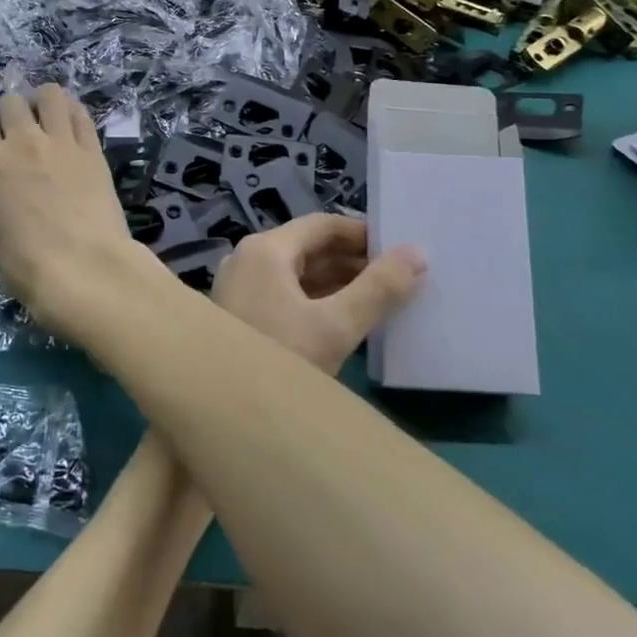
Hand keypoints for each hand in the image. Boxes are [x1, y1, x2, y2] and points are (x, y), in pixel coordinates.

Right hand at [0, 85, 141, 317]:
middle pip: (10, 101)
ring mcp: (60, 141)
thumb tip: (8, 197)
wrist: (83, 267)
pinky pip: (80, 113)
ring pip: (49, 94)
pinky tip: (73, 126)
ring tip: (48, 120)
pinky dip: (73, 114)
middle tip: (20, 135)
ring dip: (44, 103)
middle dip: (12, 113)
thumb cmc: (28, 266)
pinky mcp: (92, 148)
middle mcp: (20, 141)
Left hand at [212, 215, 423, 374]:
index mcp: (265, 249)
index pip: (321, 225)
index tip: (400, 249)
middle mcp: (246, 259)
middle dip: (352, 260)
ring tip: (380, 300)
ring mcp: (238, 287)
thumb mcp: (335, 327)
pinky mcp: (238, 314)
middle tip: (398, 278)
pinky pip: (283, 294)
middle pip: (307, 248)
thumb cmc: (279, 359)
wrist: (220, 412)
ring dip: (336, 283)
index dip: (362, 234)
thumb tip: (417, 252)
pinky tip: (344, 321)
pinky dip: (314, 301)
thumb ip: (378, 289)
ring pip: (295, 274)